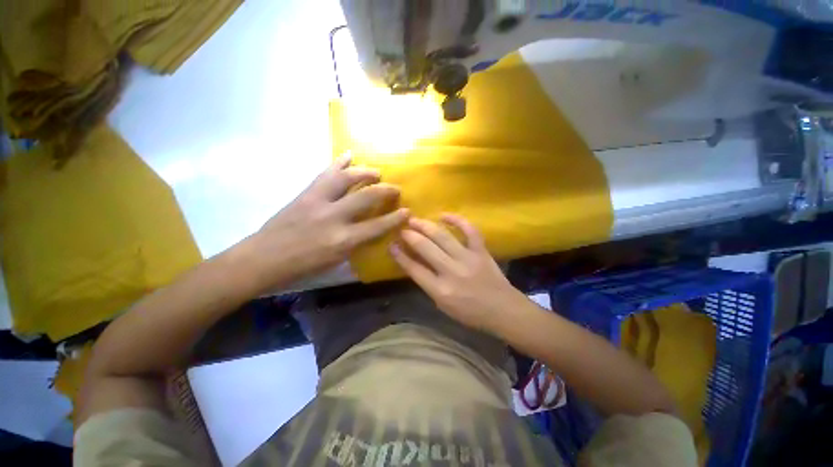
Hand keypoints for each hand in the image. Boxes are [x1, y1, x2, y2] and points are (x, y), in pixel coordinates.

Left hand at [246, 154, 408, 288]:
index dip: (395, 218)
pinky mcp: (306, 193)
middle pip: (367, 197)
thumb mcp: (336, 261)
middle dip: (386, 190)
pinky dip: (338, 162)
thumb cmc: (302, 267)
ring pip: (347, 178)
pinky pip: (326, 173)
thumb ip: (356, 243)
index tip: (407, 211)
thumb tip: (370, 230)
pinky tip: (349, 154)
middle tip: (395, 188)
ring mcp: (318, 201)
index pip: (378, 226)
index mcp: (343, 240)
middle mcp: (334, 217)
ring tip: (376, 172)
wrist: (264, 258)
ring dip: (366, 172)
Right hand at [390, 214, 525, 331]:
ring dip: (426, 226)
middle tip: (402, 228)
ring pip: (442, 236)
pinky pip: (469, 230)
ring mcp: (468, 259)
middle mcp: (451, 272)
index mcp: (440, 290)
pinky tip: (444, 215)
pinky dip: (457, 220)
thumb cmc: (470, 313)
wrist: (502, 310)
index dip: (400, 255)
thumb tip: (415, 264)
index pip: (414, 269)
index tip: (392, 244)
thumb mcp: (443, 305)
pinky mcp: (481, 251)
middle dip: (410, 236)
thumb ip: (428, 284)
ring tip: (415, 219)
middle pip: (425, 248)